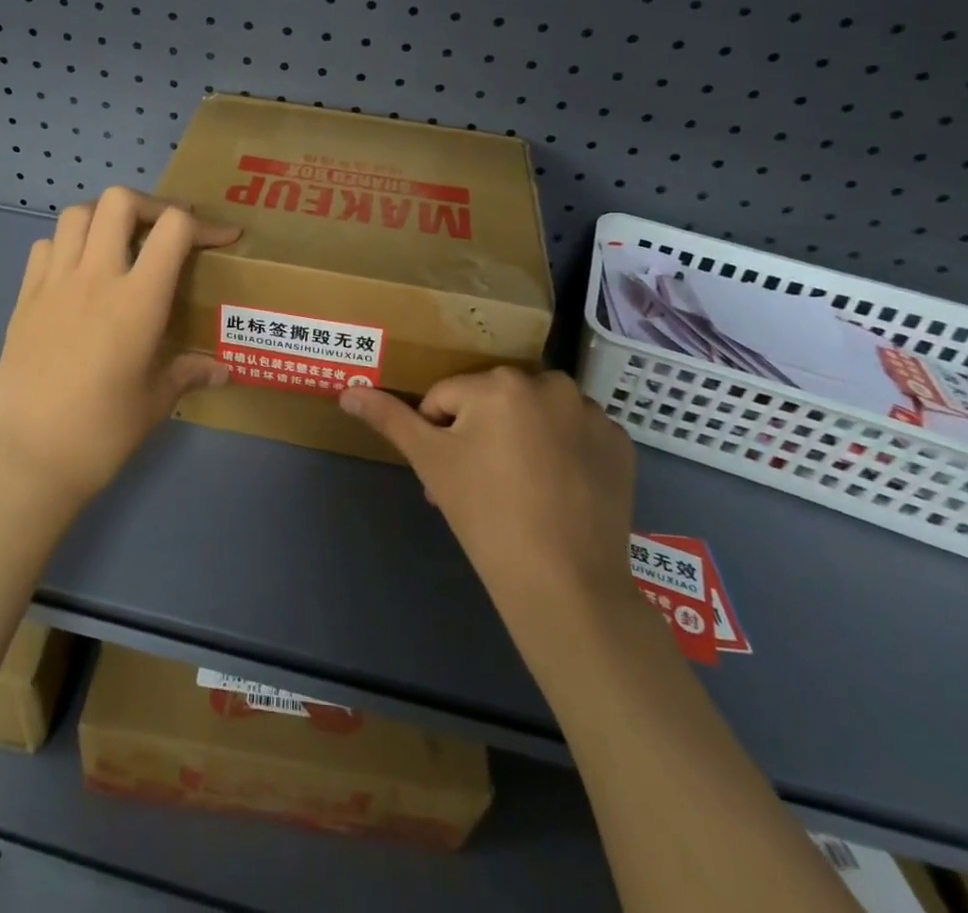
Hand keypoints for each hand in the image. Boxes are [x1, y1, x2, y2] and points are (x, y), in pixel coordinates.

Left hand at [0, 186, 239, 509]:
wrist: (27, 460)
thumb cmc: (101, 434)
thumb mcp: (155, 403)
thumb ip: (188, 373)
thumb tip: (222, 370)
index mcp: (137, 301)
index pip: (173, 228)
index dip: (205, 223)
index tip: (223, 237)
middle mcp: (95, 277)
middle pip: (120, 201)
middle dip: (152, 205)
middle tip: (167, 231)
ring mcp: (53, 284)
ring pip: (77, 213)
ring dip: (106, 216)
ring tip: (122, 241)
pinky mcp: (24, 299)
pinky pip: (45, 247)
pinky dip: (67, 244)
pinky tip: (79, 272)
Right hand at [340, 369, 637, 619]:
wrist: (566, 584)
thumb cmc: (486, 516)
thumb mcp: (431, 462)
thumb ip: (389, 419)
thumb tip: (347, 392)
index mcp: (499, 383)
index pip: (447, 399)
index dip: (440, 437)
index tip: (451, 478)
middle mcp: (550, 383)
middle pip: (494, 403)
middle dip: (479, 436)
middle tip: (478, 487)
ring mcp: (592, 413)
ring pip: (535, 415)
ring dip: (521, 439)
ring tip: (519, 491)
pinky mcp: (620, 444)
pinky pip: (575, 434)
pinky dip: (563, 452)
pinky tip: (557, 490)